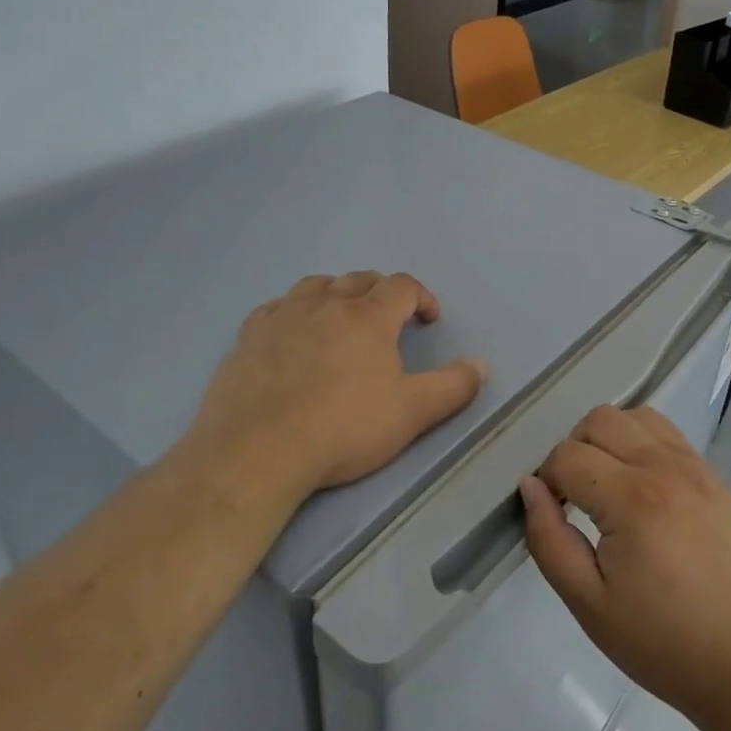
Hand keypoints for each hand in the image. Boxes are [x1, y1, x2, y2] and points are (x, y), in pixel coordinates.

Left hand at [184, 272, 486, 496]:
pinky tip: (293, 330)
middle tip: (390, 318)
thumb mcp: (412, 412)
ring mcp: (284, 316)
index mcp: (369, 316)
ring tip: (342, 316)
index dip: (421, 297)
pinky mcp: (249, 335)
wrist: (258, 451)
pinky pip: (276, 306)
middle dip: (382, 292)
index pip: (402, 286)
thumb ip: (453, 386)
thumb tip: (481, 364)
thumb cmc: (343, 429)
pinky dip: (293, 310)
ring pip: (316, 286)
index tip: (428, 319)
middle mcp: (327, 304)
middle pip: (360, 280)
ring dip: (337, 293)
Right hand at [519, 405, 730, 728]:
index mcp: (631, 499)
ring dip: (609, 438)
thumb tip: (531, 487)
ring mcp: (694, 467)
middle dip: (573, 450)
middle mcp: (663, 467)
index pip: (567, 456)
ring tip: (608, 485)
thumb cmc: (665, 643)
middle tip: (576, 498)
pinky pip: (667, 433)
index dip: (547, 481)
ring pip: (635, 415)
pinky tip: (642, 487)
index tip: (554, 516)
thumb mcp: (590, 605)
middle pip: (599, 420)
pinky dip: (642, 442)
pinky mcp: (713, 476)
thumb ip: (549, 540)